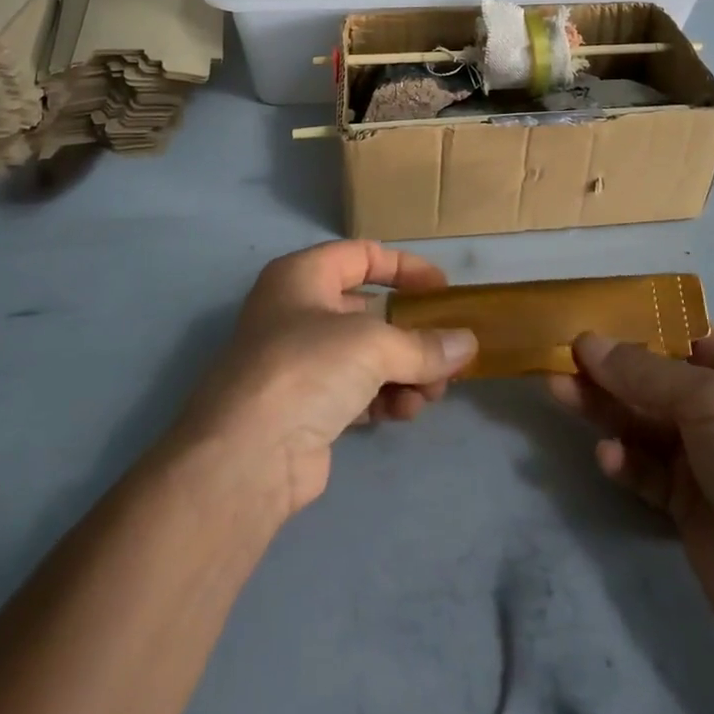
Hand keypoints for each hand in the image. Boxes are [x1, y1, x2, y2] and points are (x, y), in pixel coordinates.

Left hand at [169, 241, 477, 521]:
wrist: (245, 457)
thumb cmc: (307, 368)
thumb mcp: (373, 345)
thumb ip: (424, 344)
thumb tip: (468, 345)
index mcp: (303, 276)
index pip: (362, 255)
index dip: (406, 268)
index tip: (443, 291)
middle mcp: (297, 311)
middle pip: (369, 311)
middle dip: (412, 333)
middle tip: (449, 353)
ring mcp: (298, 362)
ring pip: (366, 356)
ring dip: (405, 371)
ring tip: (433, 394)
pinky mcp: (305, 408)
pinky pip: (356, 391)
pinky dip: (385, 398)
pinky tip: (406, 413)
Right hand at [549, 328, 713, 638]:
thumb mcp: (713, 400)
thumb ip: (645, 372)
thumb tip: (587, 342)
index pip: (697, 336)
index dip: (650, 324)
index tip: (599, 315)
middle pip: (661, 380)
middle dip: (614, 367)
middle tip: (563, 356)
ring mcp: (711, 461)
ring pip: (646, 422)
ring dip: (606, 407)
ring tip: (558, 390)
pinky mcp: (689, 504)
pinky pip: (647, 469)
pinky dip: (625, 460)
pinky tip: (607, 457)